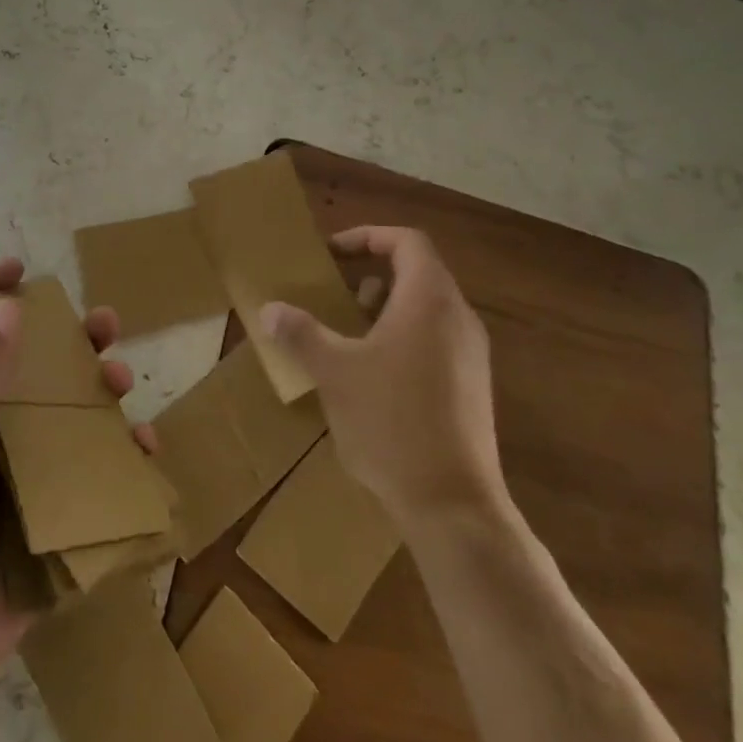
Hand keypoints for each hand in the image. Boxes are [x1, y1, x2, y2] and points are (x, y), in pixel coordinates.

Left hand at [0, 257, 154, 698]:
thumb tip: (10, 305)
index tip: (18, 266)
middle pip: (40, 369)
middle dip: (73, 341)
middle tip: (105, 324)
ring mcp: (28, 470)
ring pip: (75, 414)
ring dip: (103, 391)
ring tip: (121, 380)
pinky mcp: (56, 509)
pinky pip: (97, 472)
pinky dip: (124, 456)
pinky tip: (143, 447)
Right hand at [262, 226, 504, 525]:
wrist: (453, 505)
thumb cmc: (391, 422)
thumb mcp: (334, 372)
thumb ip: (301, 333)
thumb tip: (270, 309)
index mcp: (429, 301)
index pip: (408, 242)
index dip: (368, 236)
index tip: (333, 253)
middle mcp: (459, 318)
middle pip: (419, 272)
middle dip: (372, 273)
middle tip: (334, 290)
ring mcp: (471, 355)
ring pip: (427, 309)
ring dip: (386, 308)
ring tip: (346, 330)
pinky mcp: (472, 388)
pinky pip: (436, 340)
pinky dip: (403, 337)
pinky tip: (372, 374)